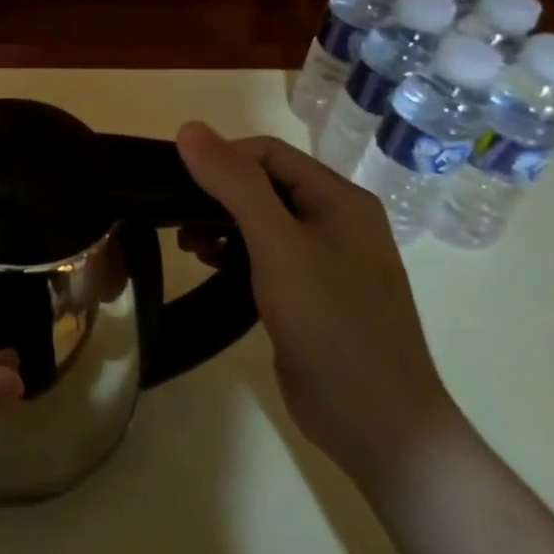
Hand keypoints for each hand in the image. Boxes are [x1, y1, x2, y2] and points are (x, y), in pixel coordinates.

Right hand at [176, 124, 462, 490]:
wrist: (378, 424)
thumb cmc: (331, 324)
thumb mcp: (278, 246)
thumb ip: (235, 185)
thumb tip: (189, 129)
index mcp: (340, 200)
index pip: (267, 153)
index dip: (221, 159)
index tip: (177, 183)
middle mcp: (336, 221)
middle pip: (263, 184)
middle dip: (216, 193)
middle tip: (175, 215)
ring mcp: (325, 260)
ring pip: (260, 219)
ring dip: (219, 223)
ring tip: (187, 245)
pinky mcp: (310, 293)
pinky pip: (264, 254)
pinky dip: (233, 252)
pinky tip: (209, 265)